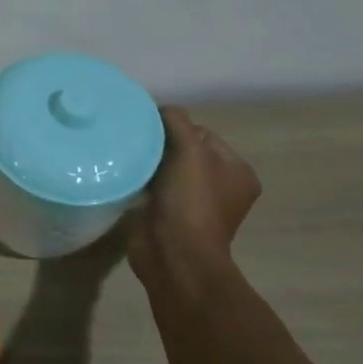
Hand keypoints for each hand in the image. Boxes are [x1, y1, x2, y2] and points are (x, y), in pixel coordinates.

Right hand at [128, 106, 261, 284]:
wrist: (173, 254)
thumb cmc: (190, 201)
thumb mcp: (190, 151)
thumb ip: (177, 122)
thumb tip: (160, 109)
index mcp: (237, 171)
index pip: (203, 134)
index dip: (176, 128)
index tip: (150, 130)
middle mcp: (220, 187)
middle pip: (184, 150)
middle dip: (160, 146)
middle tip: (135, 142)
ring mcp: (195, 204)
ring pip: (166, 169)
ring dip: (148, 164)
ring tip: (127, 158)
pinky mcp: (169, 216)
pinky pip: (153, 188)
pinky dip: (140, 182)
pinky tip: (125, 177)